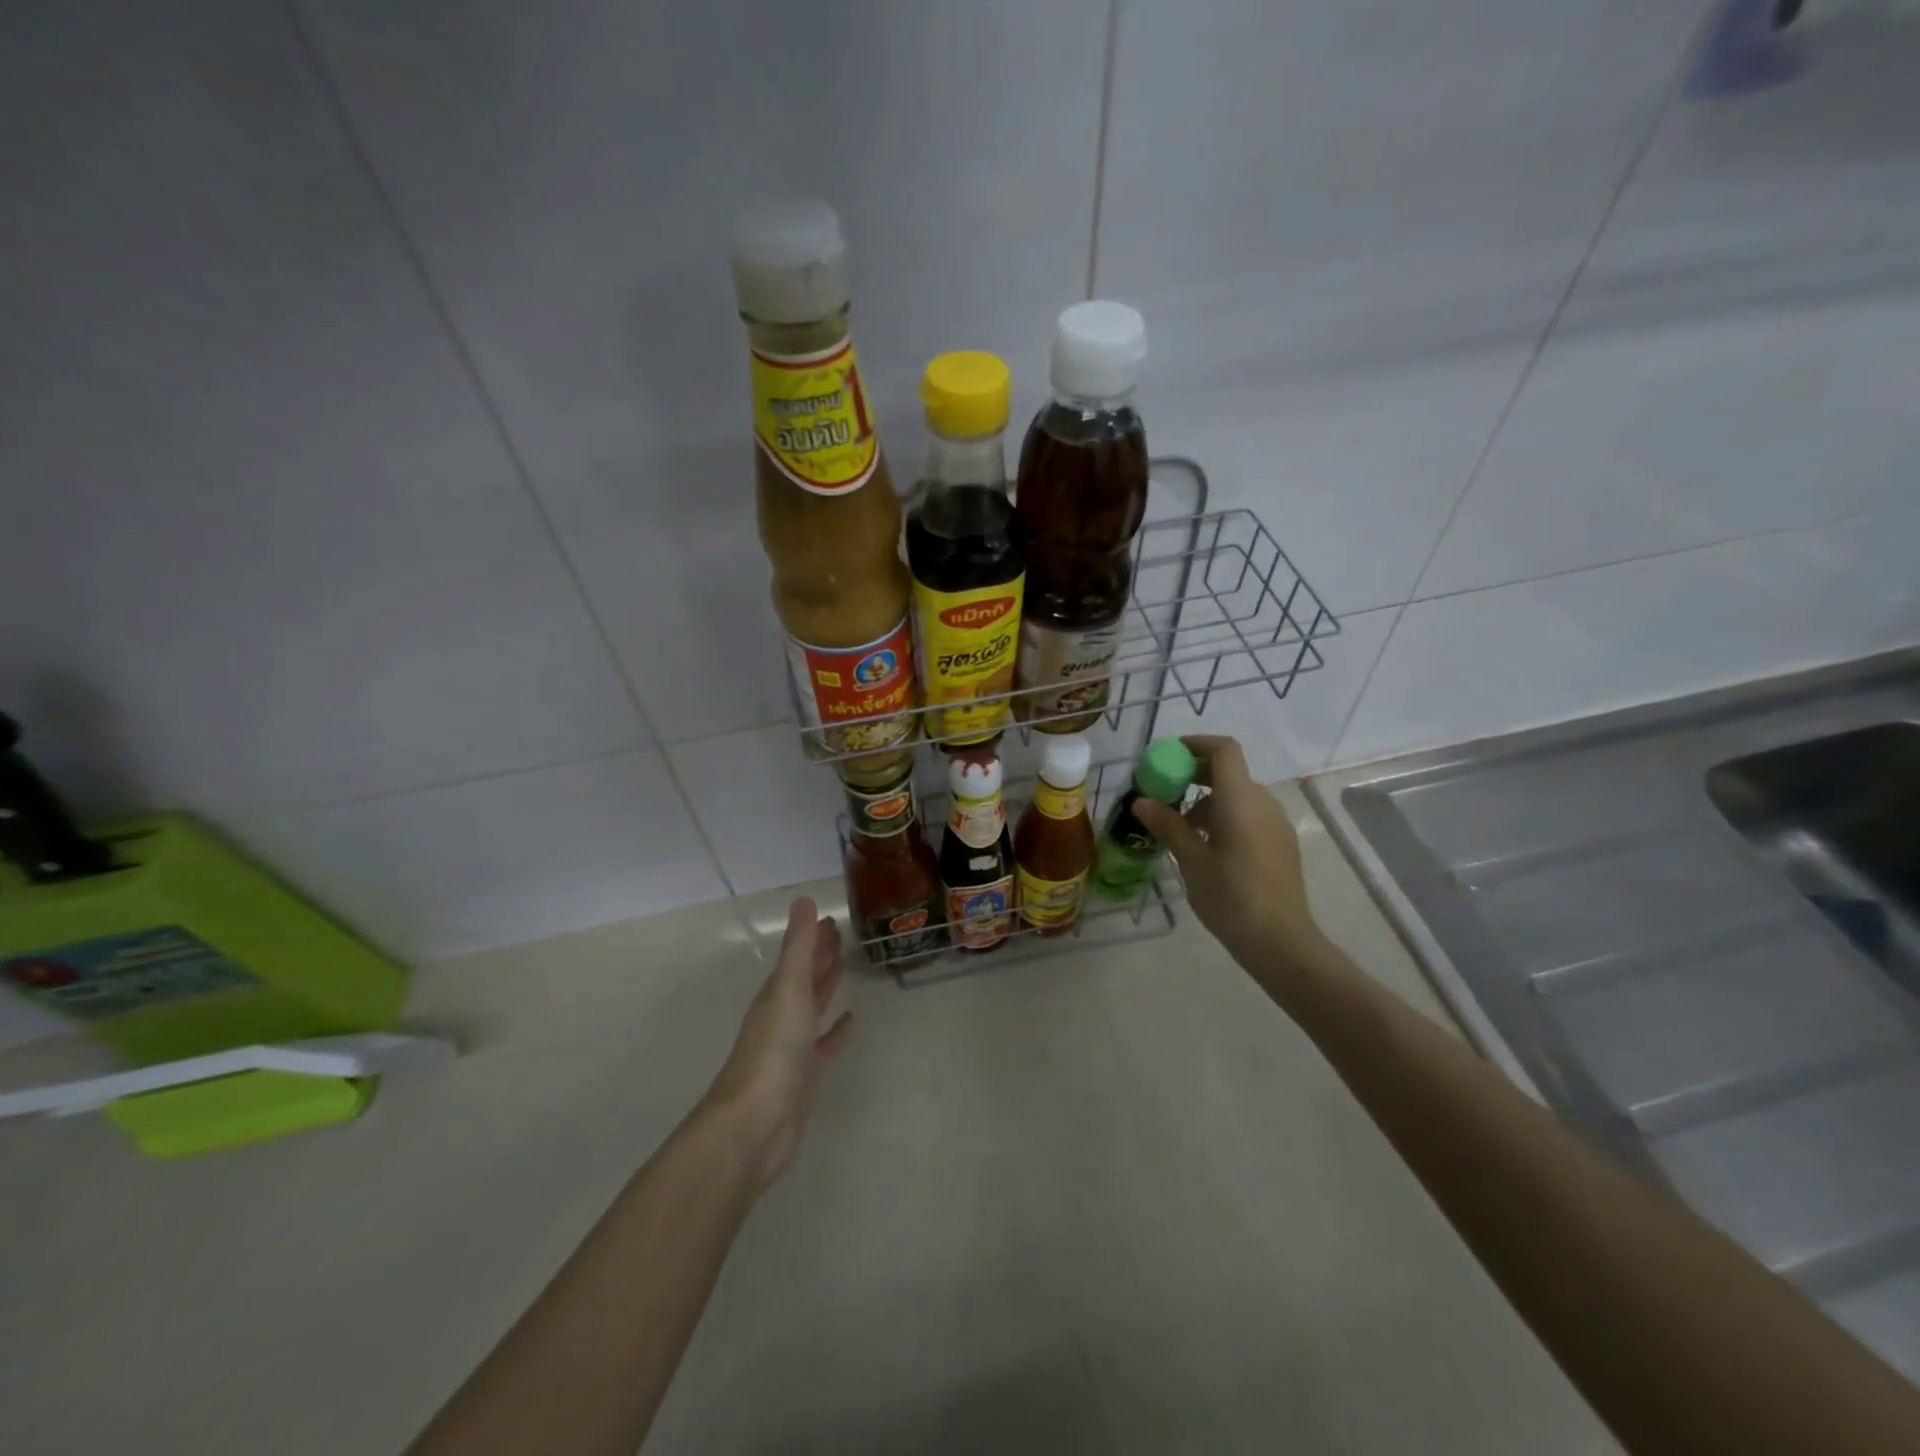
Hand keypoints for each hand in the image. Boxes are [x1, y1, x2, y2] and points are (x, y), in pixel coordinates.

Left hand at [701, 897, 855, 1188]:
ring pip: (813, 1007)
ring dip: (826, 986)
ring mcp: (793, 1047)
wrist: (754, 1125)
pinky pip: (825, 1045)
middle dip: (820, 955)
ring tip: (845, 966)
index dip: (812, 937)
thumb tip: (803, 900)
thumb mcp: (789, 990)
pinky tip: (852, 1020)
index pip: (797, 957)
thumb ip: (799, 947)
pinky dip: (837, 1031)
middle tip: (840, 933)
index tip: (830, 918)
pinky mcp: (807, 1076)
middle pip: (804, 978)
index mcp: (776, 994)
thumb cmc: (772, 1051)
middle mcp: (782, 1016)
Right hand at [1131, 735, 1328, 975]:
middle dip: (1194, 775)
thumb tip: (1141, 801)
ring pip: (1238, 796)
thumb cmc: (1231, 898)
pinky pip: (1250, 815)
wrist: (1281, 941)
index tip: (1168, 755)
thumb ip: (1168, 825)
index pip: (1223, 750)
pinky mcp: (1281, 843)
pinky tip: (1207, 847)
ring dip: (1207, 800)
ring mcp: (1276, 824)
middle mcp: (1263, 803)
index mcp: (1241, 800)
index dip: (1196, 744)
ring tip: (1180, 828)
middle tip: (1163, 793)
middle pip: (1229, 772)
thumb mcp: (1191, 861)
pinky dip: (1225, 816)